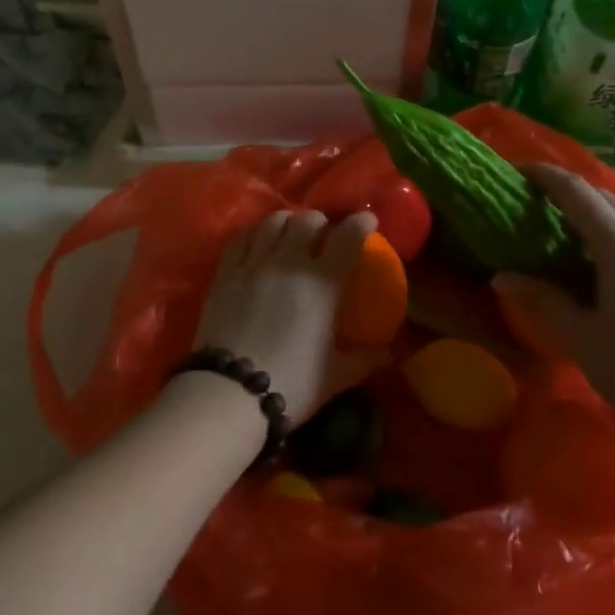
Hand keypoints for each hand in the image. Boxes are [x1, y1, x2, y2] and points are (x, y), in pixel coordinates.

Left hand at [196, 209, 375, 416]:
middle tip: (323, 234)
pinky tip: (258, 241)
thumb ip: (364, 360)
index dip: (361, 222)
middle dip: (320, 222)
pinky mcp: (225, 272)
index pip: (348, 236)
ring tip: (290, 233)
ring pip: (273, 221)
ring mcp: (254, 263)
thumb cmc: (291, 384)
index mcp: (322, 282)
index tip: (368, 221)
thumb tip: (388, 354)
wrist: (229, 394)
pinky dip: (255, 233)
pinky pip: (242, 237)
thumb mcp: (335, 376)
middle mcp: (290, 262)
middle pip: (308, 219)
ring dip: (288, 221)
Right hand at [493, 164, 614, 449]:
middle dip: (565, 189)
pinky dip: (606, 228)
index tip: (516, 171)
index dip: (545, 176)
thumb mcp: (583, 339)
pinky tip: (592, 257)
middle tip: (529, 200)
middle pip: (602, 196)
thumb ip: (543, 301)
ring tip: (556, 226)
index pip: (578, 192)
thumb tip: (502, 277)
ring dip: (588, 208)